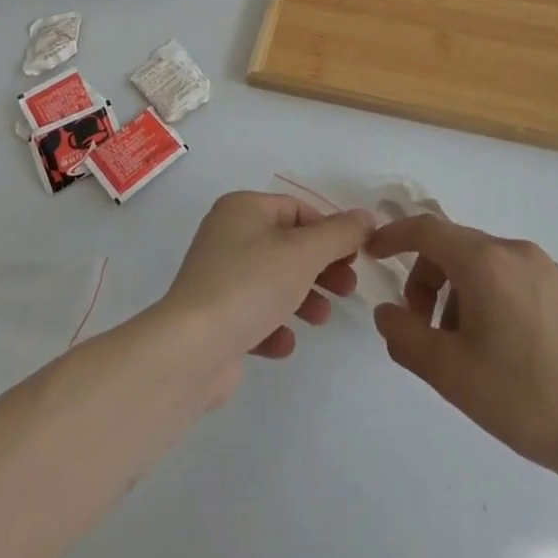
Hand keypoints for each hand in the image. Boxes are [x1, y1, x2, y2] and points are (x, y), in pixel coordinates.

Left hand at [161, 192, 373, 400]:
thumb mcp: (304, 252)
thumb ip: (340, 233)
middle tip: (347, 288)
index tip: (355, 257)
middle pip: (287, 246)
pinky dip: (273, 325)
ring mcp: (218, 276)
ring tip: (320, 318)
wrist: (191, 348)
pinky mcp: (214, 316)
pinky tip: (283, 343)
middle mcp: (227, 235)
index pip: (297, 210)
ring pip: (273, 281)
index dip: (330, 231)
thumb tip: (366, 216)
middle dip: (320, 268)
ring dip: (303, 298)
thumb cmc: (251, 285)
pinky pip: (253, 313)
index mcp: (242, 209)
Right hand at [368, 215, 557, 477]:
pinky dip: (492, 296)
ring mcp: (548, 268)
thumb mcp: (451, 374)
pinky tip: (504, 346)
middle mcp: (516, 251)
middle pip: (455, 247)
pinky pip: (515, 276)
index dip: (394, 236)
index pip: (426, 230)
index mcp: (486, 263)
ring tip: (466, 344)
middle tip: (423, 326)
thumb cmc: (525, 399)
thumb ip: (405, 336)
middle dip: (427, 278)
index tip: (374, 254)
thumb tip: (387, 312)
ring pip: (485, 263)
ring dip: (459, 291)